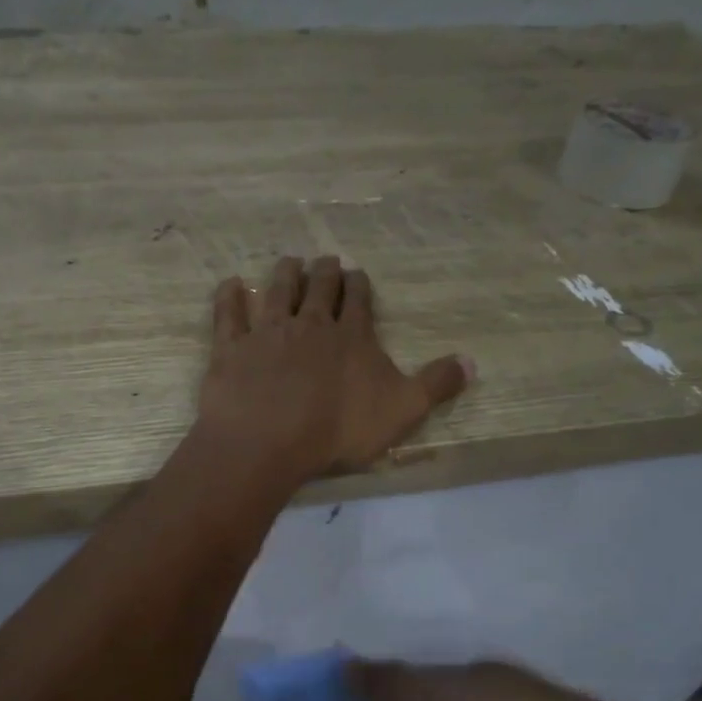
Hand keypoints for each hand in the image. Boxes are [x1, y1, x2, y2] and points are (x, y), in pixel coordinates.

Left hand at [199, 256, 471, 483]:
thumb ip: (435, 385)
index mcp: (351, 337)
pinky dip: (229, 297)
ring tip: (290, 261)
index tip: (357, 274)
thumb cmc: (339, 428)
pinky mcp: (232, 349)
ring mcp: (267, 333)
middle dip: (325, 273)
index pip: (358, 300)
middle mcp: (309, 325)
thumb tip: (472, 362)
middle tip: (326, 261)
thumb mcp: (402, 411)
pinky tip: (231, 284)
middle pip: (318, 289)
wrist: (269, 439)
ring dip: (285, 274)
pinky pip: (229, 315)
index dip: (359, 285)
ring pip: (278, 292)